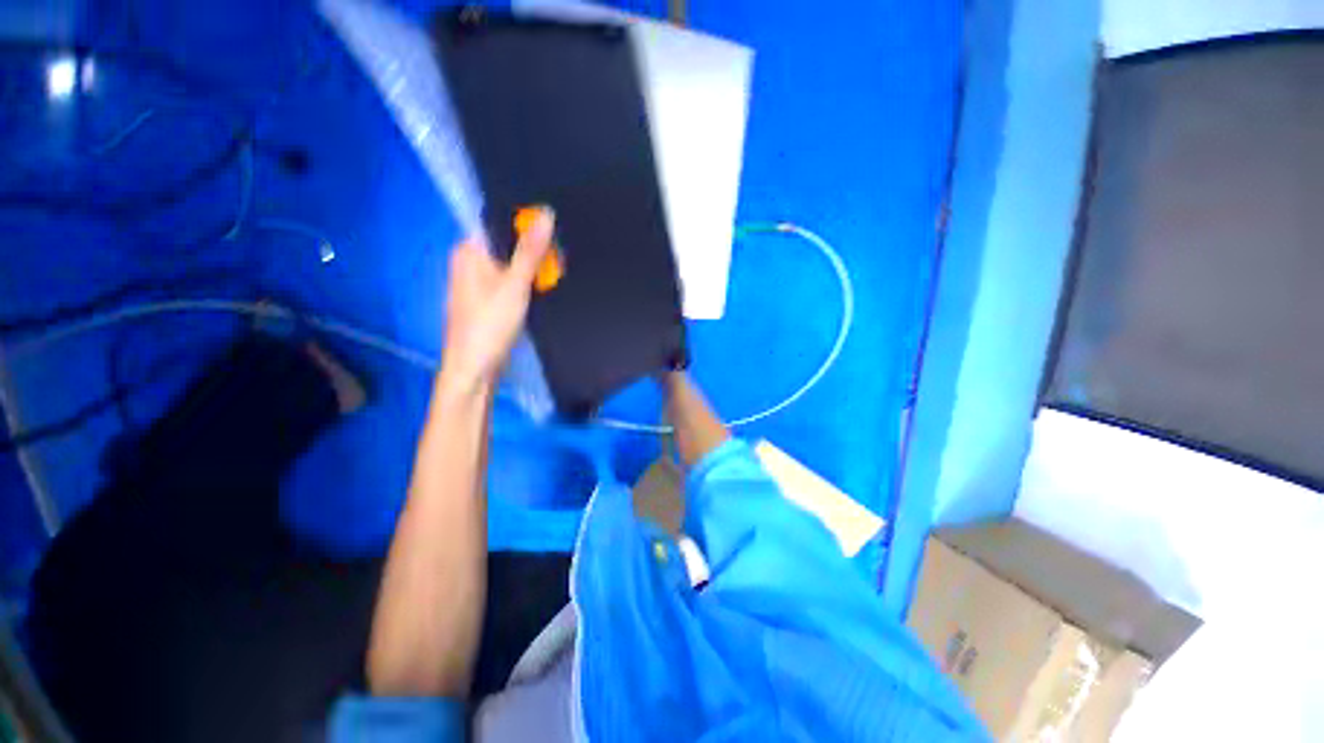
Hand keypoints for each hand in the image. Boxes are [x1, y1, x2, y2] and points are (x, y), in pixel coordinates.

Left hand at [440, 209, 553, 393]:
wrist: (475, 369)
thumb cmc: (489, 325)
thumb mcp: (515, 285)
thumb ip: (531, 251)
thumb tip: (546, 213)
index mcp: (469, 250)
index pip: (498, 223)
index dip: (526, 224)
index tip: (554, 230)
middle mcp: (470, 262)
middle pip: (507, 245)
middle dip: (533, 250)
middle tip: (559, 258)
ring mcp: (478, 282)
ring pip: (511, 265)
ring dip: (532, 269)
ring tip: (555, 272)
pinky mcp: (488, 300)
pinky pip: (511, 282)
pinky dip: (527, 284)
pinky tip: (543, 289)